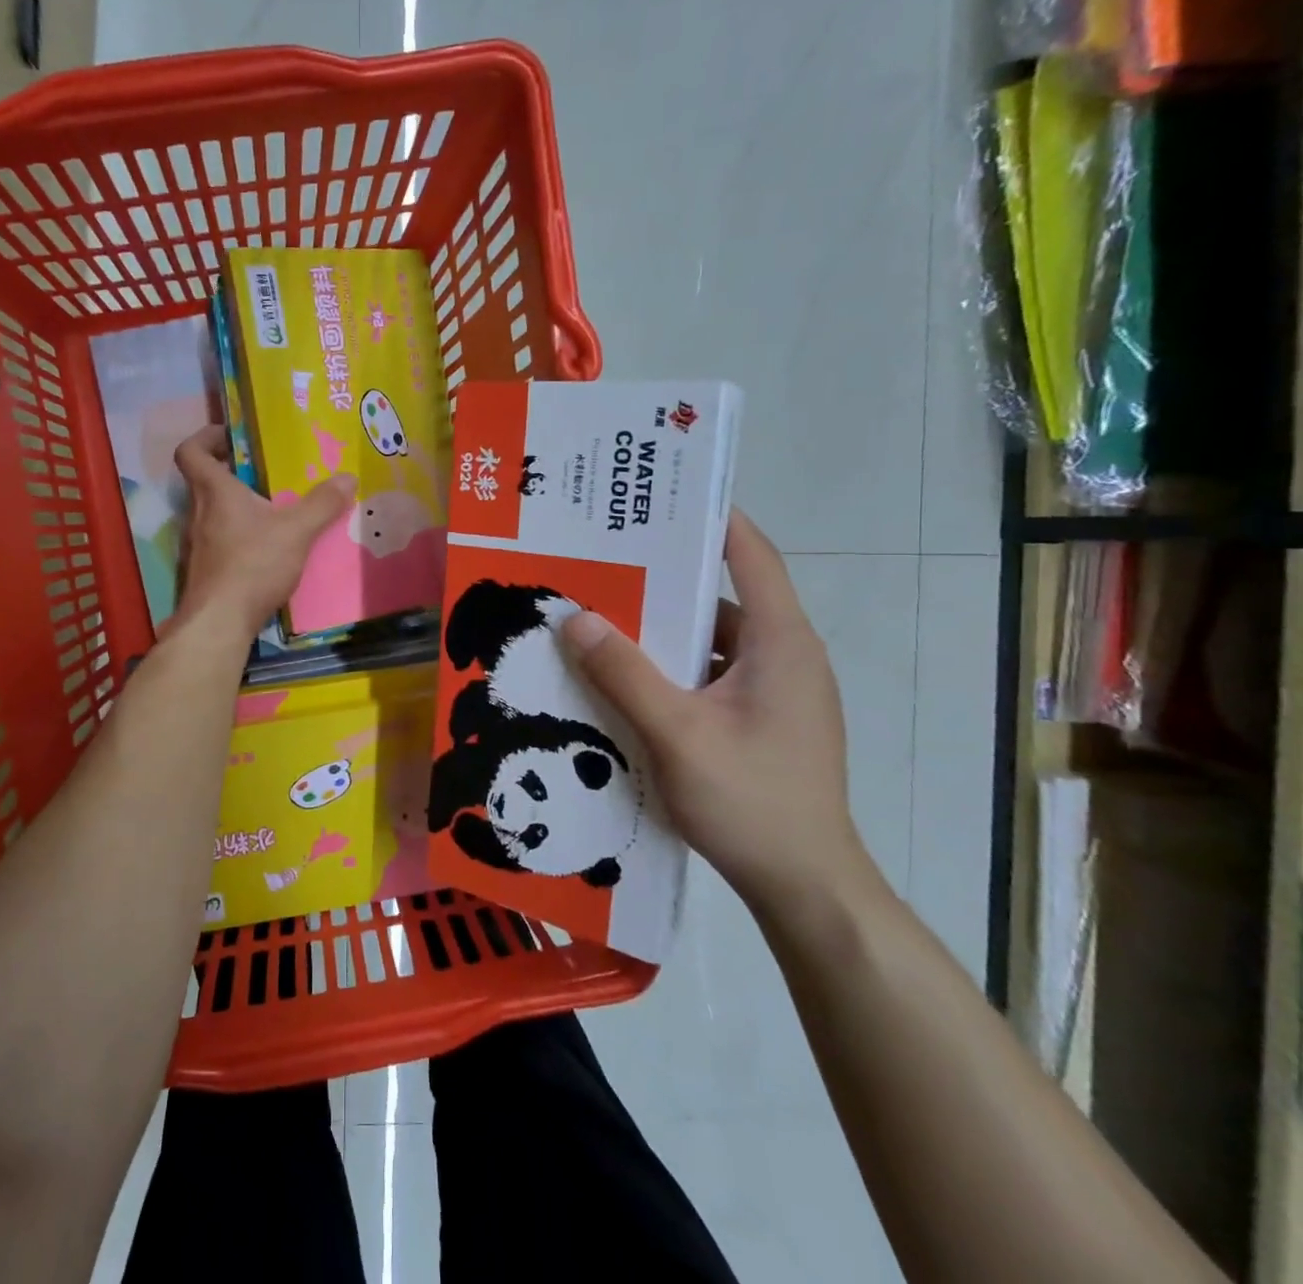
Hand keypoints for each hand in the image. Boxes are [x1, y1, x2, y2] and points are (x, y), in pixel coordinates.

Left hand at [170, 425, 356, 642]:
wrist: (219, 622)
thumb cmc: (253, 565)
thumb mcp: (296, 531)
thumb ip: (322, 504)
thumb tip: (348, 477)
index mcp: (214, 492)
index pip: (191, 452)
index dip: (206, 437)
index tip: (232, 437)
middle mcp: (198, 513)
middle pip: (206, 481)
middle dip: (234, 472)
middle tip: (268, 473)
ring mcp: (197, 544)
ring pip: (214, 513)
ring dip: (239, 507)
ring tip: (275, 511)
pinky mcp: (205, 570)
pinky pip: (221, 541)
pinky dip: (241, 537)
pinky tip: (268, 549)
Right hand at [561, 509, 866, 916]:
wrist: (806, 886)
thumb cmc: (751, 801)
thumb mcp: (676, 733)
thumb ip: (624, 673)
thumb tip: (575, 618)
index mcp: (781, 643)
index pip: (751, 556)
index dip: (713, 518)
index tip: (659, 496)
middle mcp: (785, 656)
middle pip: (723, 595)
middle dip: (665, 576)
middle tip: (605, 557)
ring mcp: (775, 691)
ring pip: (712, 640)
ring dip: (663, 629)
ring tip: (602, 613)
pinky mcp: (762, 720)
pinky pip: (710, 674)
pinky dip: (671, 667)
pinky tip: (624, 676)